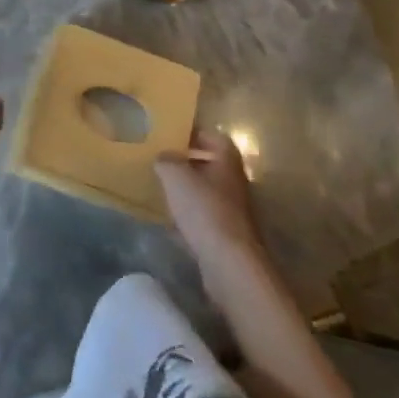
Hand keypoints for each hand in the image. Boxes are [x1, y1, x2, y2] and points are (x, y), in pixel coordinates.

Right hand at [155, 130, 261, 269]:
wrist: (230, 264)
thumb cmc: (204, 209)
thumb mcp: (175, 175)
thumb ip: (166, 160)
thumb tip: (164, 157)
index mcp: (227, 161)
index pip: (215, 137)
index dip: (195, 134)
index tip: (174, 136)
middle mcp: (235, 183)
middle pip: (212, 166)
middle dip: (189, 164)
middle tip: (164, 162)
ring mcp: (234, 212)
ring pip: (208, 194)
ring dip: (189, 192)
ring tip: (163, 190)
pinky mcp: (228, 238)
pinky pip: (206, 220)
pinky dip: (191, 218)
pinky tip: (172, 222)